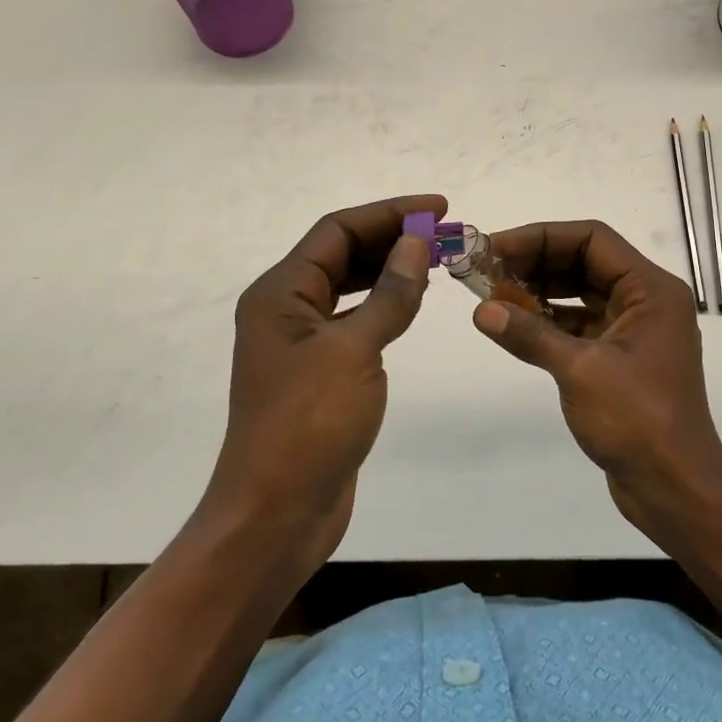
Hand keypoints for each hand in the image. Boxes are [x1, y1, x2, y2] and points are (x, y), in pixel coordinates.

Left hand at [195, 194, 445, 574]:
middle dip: (393, 238)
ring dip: (390, 269)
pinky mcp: (320, 372)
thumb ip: (389, 294)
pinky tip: (412, 303)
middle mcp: (286, 309)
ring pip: (349, 287)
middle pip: (342, 253)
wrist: (276, 514)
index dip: (389, 212)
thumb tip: (417, 242)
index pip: (337, 230)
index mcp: (281, 293)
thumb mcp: (354, 351)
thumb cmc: (308, 426)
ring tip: (436, 260)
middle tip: (446, 234)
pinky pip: (354, 320)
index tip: (439, 207)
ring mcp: (301, 342)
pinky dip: (383, 304)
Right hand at [471, 220, 721, 535]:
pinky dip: (549, 321)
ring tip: (493, 294)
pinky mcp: (620, 358)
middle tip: (487, 270)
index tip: (497, 247)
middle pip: (585, 262)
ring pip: (581, 293)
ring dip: (540, 291)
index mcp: (651, 290)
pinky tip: (515, 325)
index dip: (542, 237)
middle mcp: (646, 301)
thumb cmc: (638, 420)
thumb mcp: (580, 371)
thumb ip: (530, 335)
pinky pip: (580, 324)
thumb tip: (482, 311)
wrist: (675, 488)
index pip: (592, 239)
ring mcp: (634, 330)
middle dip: (536, 262)